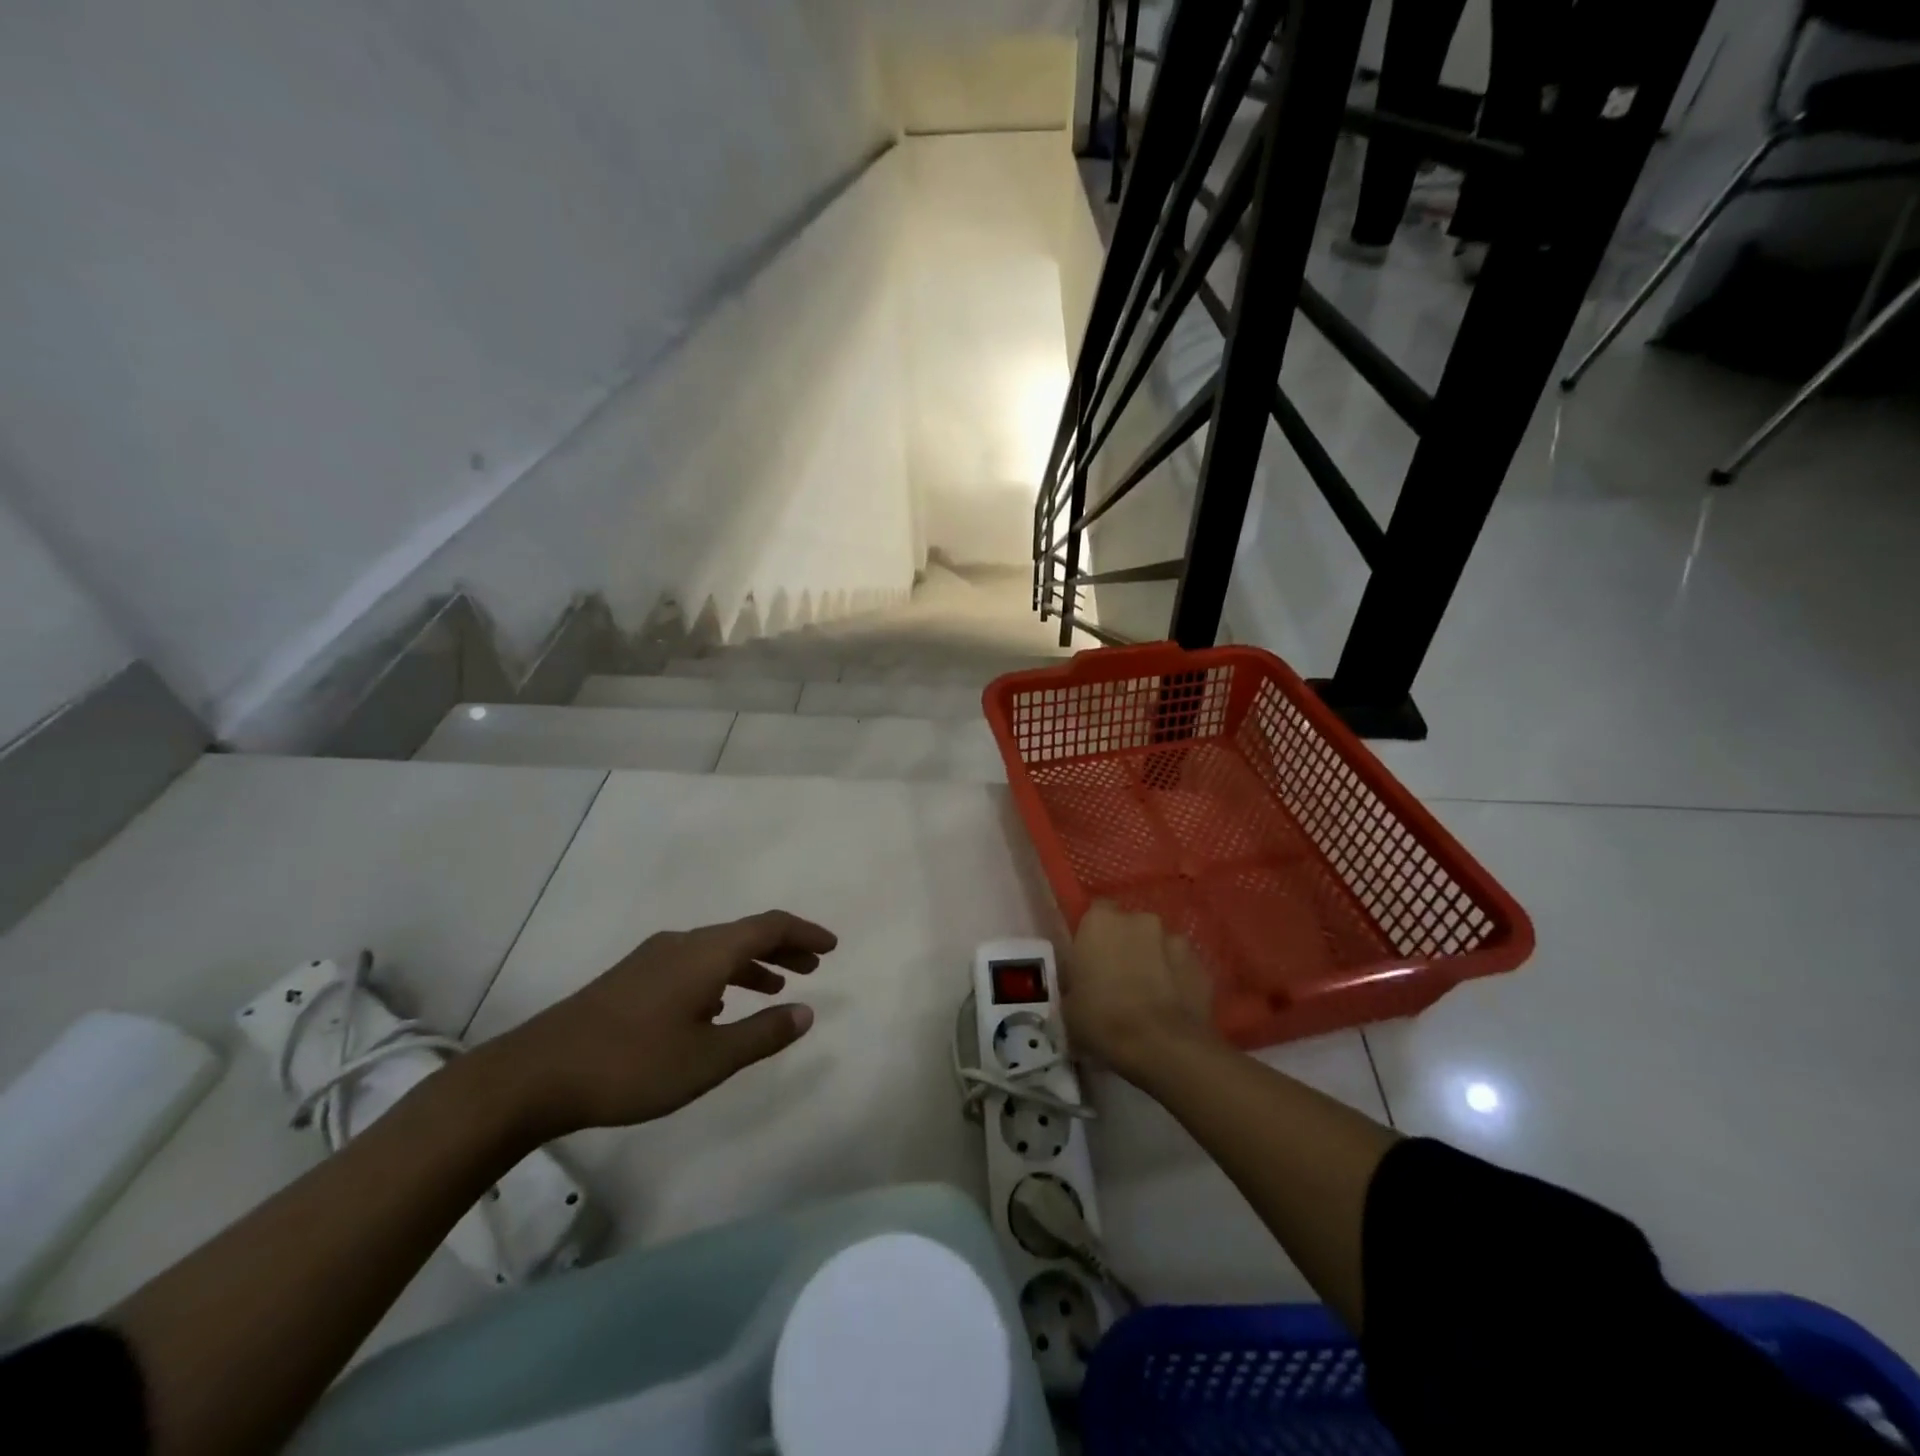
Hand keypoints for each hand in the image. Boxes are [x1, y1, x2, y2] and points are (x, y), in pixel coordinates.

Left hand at [477, 910, 835, 1140]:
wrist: (536, 1073)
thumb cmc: (632, 1065)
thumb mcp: (709, 1059)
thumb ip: (762, 1034)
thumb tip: (807, 1011)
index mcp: (706, 953)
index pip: (769, 926)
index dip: (805, 932)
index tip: (832, 946)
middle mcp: (683, 943)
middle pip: (745, 932)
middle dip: (784, 946)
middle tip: (813, 967)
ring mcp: (653, 957)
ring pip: (717, 949)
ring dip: (753, 962)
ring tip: (777, 986)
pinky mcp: (632, 977)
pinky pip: (694, 962)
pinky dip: (723, 974)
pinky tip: (720, 1005)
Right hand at [1065, 902, 1218, 1078]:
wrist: (1163, 1047)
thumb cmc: (1103, 1020)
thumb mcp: (1068, 1003)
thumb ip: (1075, 979)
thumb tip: (1083, 981)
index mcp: (1101, 921)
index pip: (1096, 911)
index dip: (1095, 933)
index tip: (1091, 956)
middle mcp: (1139, 919)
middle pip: (1130, 925)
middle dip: (1126, 944)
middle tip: (1118, 977)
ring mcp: (1176, 939)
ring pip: (1159, 944)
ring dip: (1153, 960)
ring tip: (1149, 994)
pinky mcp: (1201, 964)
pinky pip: (1181, 966)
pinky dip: (1176, 979)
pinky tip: (1171, 1005)